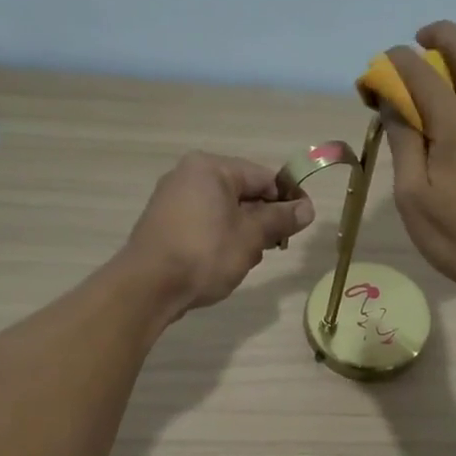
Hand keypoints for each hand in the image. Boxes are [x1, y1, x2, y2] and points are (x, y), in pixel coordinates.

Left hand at [119, 152, 315, 319]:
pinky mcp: (164, 224)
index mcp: (210, 168)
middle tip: (273, 248)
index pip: (262, 177)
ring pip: (224, 212)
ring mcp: (172, 200)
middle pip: (243, 193)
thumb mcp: (251, 236)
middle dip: (262, 221)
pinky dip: (220, 240)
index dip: (287, 199)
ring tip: (243, 261)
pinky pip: (204, 224)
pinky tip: (222, 264)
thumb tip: (307, 208)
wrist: (148, 287)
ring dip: (242, 234)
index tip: (302, 223)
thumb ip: (280, 219)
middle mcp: (188, 176)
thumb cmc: (205, 253)